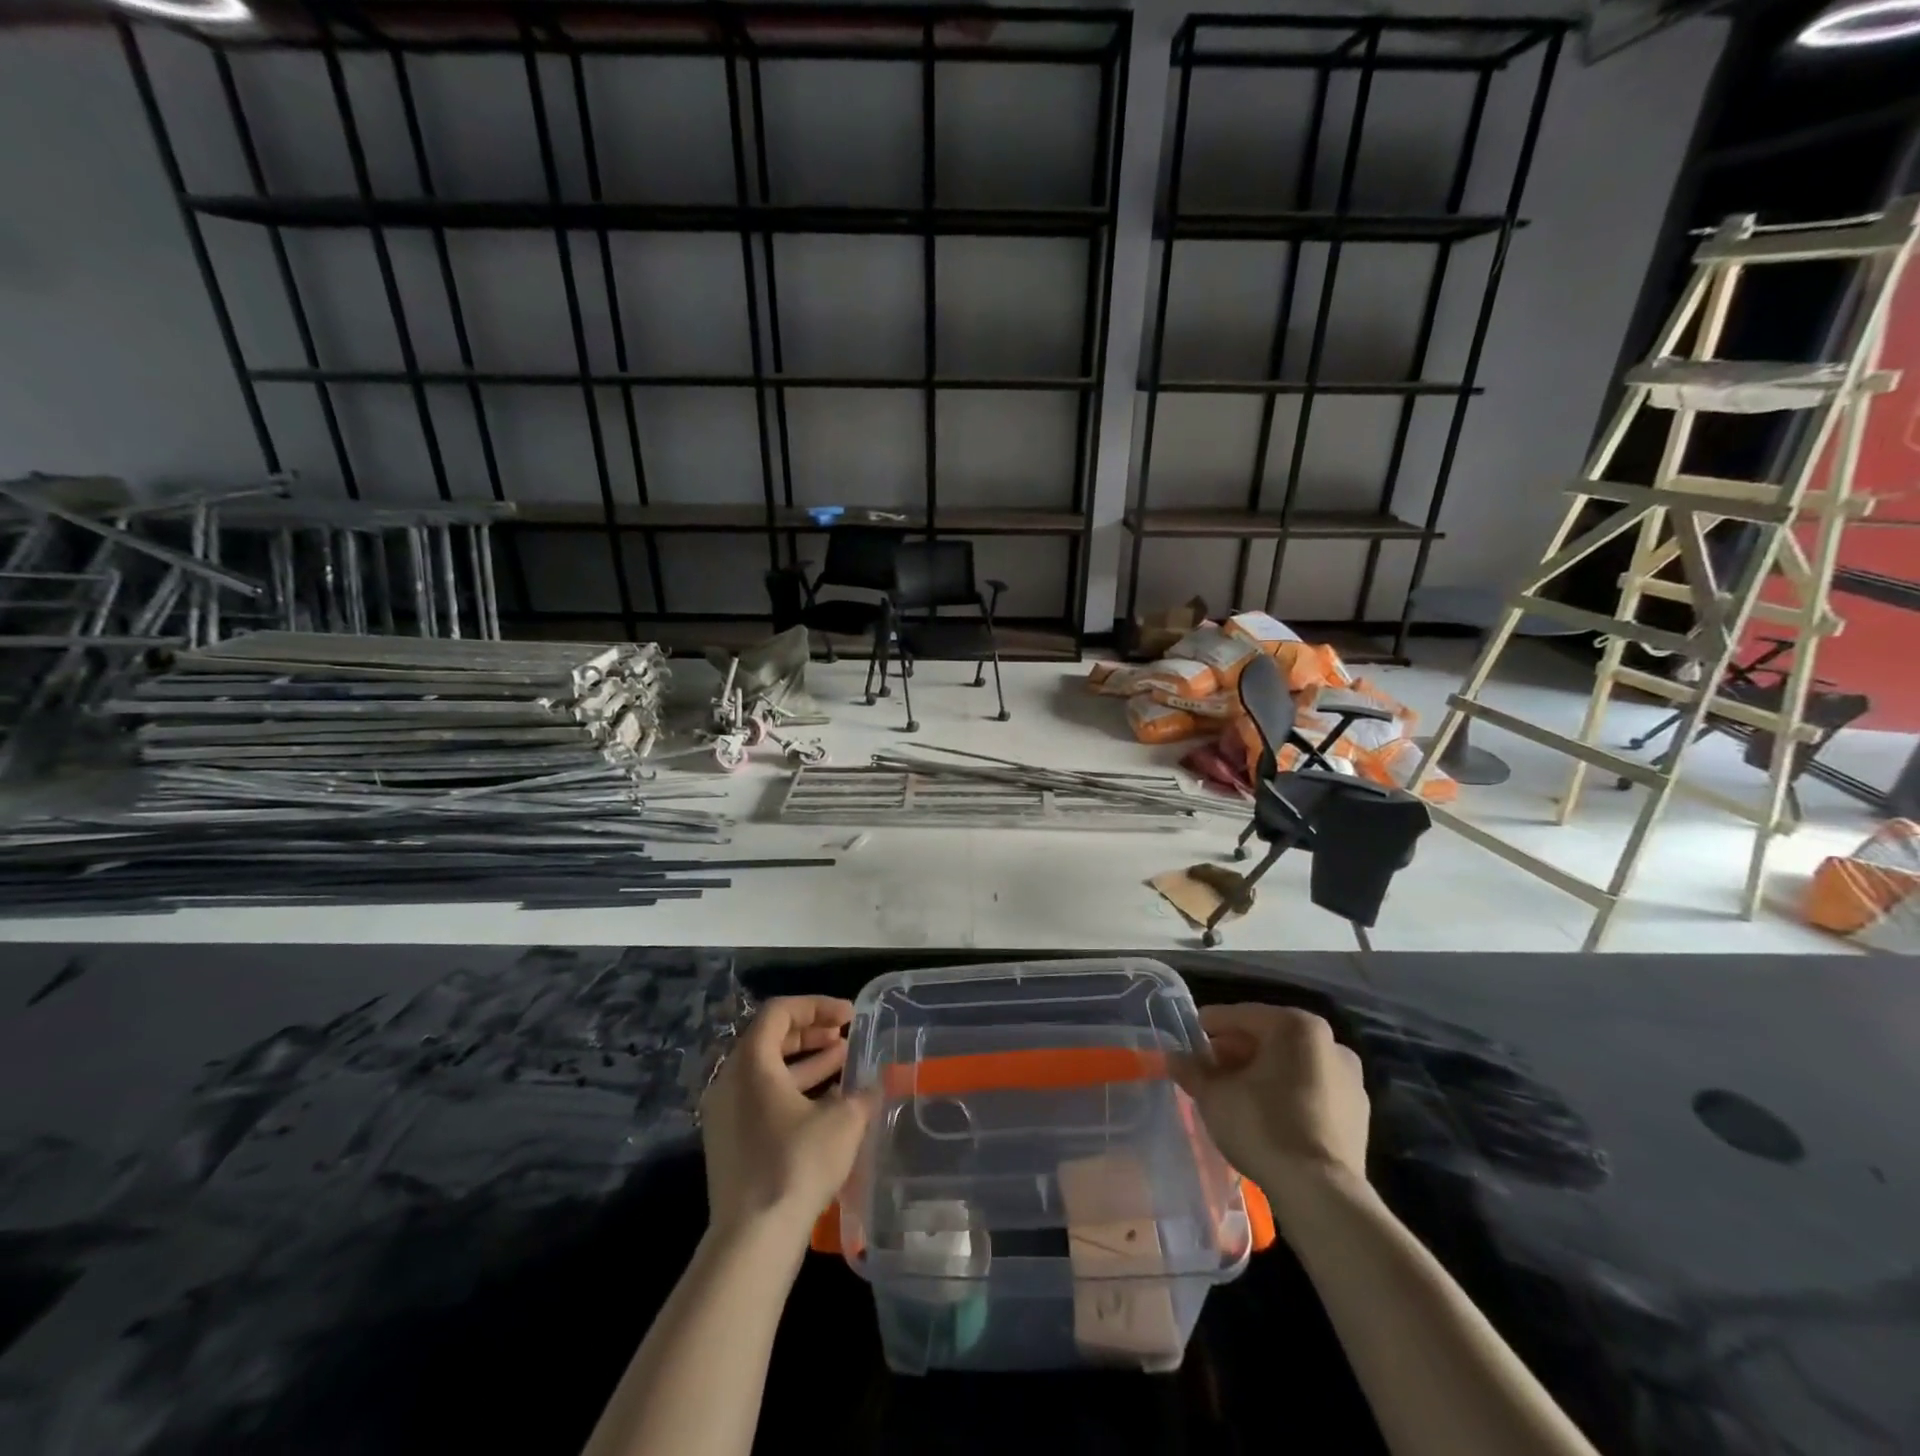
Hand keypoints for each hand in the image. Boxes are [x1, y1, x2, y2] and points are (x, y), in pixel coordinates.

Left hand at [698, 996, 875, 1245]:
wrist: (752, 1240)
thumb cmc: (796, 1164)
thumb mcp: (842, 1121)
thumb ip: (861, 1093)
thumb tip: (876, 1083)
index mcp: (751, 1062)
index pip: (780, 1012)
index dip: (817, 1006)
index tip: (850, 1016)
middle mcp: (730, 1080)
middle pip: (771, 1039)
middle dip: (812, 1034)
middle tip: (846, 1036)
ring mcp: (725, 1114)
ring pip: (768, 1071)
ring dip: (807, 1063)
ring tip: (845, 1063)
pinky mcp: (730, 1143)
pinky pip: (762, 1099)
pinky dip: (794, 1091)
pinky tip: (828, 1105)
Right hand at [1173, 1004, 1368, 1206]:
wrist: (1321, 1194)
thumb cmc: (1263, 1126)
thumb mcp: (1214, 1095)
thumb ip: (1192, 1069)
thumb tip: (1173, 1057)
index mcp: (1296, 1026)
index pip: (1241, 1015)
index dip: (1210, 1025)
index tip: (1189, 1037)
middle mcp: (1329, 1043)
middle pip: (1269, 1038)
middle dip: (1236, 1051)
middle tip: (1208, 1069)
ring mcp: (1350, 1080)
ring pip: (1292, 1065)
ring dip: (1261, 1073)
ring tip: (1234, 1094)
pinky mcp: (1358, 1116)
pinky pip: (1311, 1092)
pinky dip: (1286, 1095)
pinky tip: (1265, 1115)